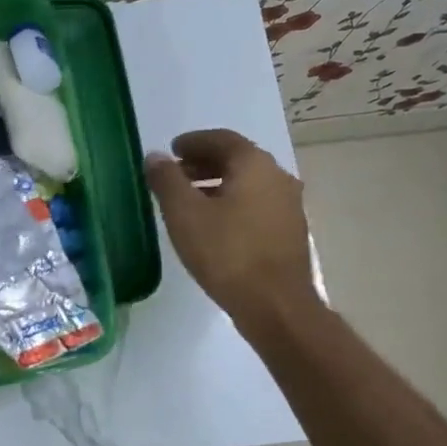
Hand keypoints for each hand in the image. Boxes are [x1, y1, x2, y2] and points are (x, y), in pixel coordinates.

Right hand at [145, 129, 317, 334]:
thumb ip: (167, 180)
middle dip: (204, 163)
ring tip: (190, 201)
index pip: (221, 139)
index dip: (193, 142)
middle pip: (237, 159)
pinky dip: (234, 203)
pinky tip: (215, 225)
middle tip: (176, 175)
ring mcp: (289, 205)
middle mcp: (277, 176)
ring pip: (248, 183)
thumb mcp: (184, 214)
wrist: (276, 306)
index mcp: (254, 164)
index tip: (172, 151)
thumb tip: (156, 156)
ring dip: (218, 184)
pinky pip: (257, 204)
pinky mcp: (290, 232)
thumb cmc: (227, 253)